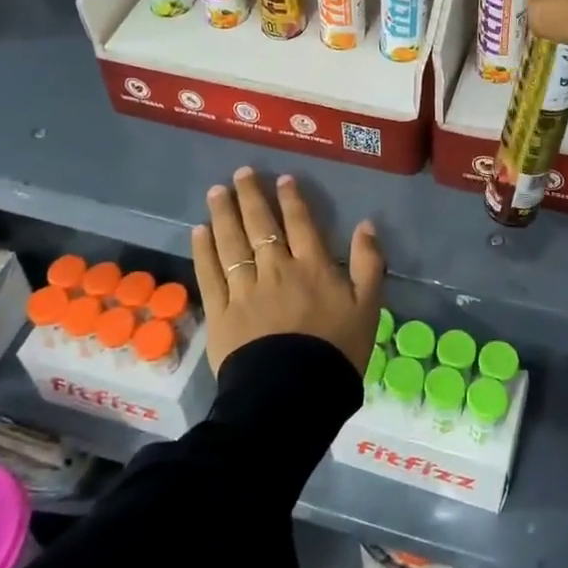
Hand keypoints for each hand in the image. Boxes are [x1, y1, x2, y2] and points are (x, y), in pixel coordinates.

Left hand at [190, 167, 384, 373]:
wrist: (293, 395)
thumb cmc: (336, 352)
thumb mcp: (368, 307)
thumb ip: (368, 263)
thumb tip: (366, 225)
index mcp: (313, 267)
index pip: (300, 223)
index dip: (291, 199)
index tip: (282, 179)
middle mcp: (276, 269)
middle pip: (261, 225)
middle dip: (250, 196)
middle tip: (241, 173)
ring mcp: (245, 289)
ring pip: (232, 243)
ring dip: (224, 214)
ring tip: (217, 191)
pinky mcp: (221, 312)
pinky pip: (209, 274)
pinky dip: (204, 250)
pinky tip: (199, 231)